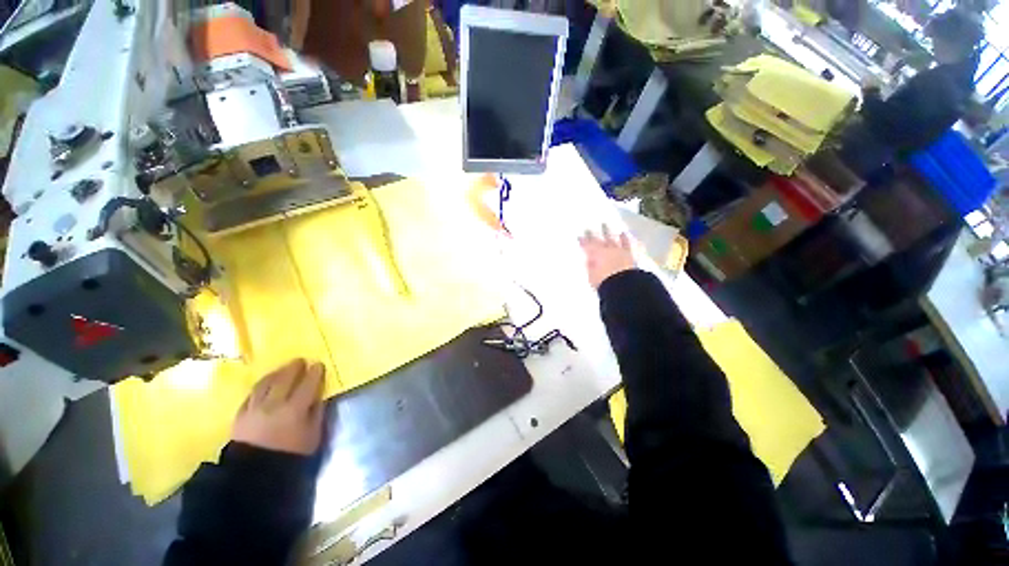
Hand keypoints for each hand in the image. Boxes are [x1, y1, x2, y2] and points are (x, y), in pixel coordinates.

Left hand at [232, 359, 325, 455]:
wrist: (255, 475)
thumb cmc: (291, 455)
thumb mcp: (313, 435)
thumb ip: (317, 413)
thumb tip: (318, 396)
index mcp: (295, 409)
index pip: (308, 384)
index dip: (315, 373)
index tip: (319, 364)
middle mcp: (274, 403)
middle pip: (285, 378)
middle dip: (294, 367)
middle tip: (301, 360)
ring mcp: (254, 408)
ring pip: (266, 383)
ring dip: (277, 372)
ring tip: (283, 368)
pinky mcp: (240, 414)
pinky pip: (251, 393)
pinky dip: (261, 385)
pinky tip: (265, 383)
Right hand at [579, 225, 635, 288]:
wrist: (624, 285)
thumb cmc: (604, 281)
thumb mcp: (591, 275)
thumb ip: (590, 265)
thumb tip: (589, 259)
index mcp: (595, 254)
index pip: (587, 245)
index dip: (582, 241)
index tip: (579, 236)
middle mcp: (606, 249)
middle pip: (598, 239)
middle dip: (593, 233)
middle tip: (589, 226)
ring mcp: (618, 250)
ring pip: (612, 238)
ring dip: (608, 231)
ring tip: (605, 224)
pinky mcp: (629, 254)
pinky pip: (626, 244)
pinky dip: (624, 238)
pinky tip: (623, 233)